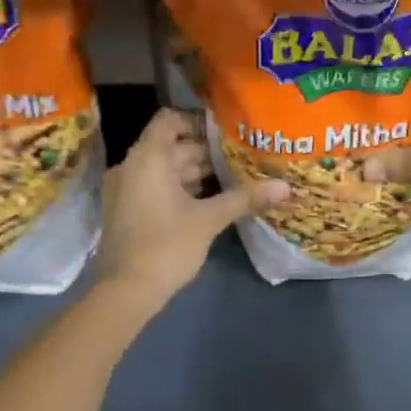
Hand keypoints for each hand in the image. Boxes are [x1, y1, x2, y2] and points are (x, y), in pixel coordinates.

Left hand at [97, 109, 288, 303]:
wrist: (125, 290)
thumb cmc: (166, 246)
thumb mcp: (209, 220)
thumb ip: (245, 198)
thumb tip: (285, 187)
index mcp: (148, 158)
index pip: (170, 119)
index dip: (198, 121)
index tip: (227, 133)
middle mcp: (132, 167)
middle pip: (171, 146)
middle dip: (205, 152)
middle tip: (240, 158)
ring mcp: (126, 190)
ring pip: (165, 170)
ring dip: (195, 172)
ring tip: (232, 179)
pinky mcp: (127, 211)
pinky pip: (156, 188)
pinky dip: (180, 189)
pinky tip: (209, 202)